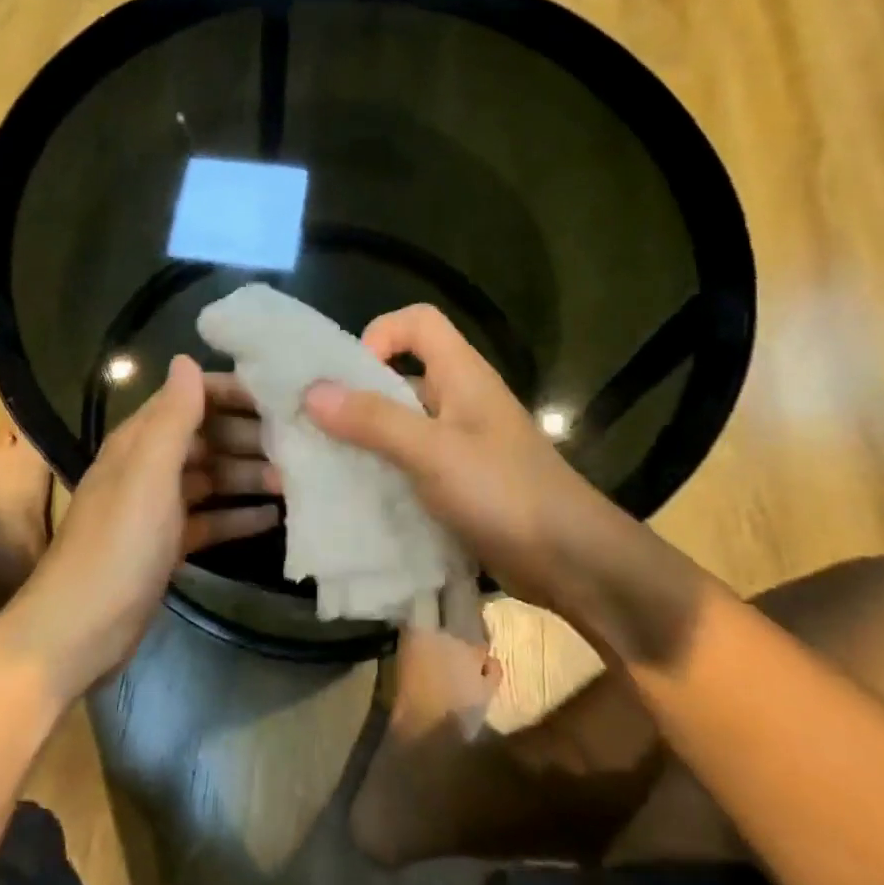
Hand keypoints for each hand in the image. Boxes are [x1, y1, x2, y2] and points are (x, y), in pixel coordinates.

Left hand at [3, 356, 279, 696]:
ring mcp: (157, 507)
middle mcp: (148, 466)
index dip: (232, 392)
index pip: (190, 397)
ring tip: (295, 482)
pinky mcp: (166, 544)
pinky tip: (273, 518)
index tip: (281, 398)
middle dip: (249, 437)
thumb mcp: (149, 474)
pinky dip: (236, 516)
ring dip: (248, 476)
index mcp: (139, 441)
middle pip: (206, 437)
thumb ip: (172, 417)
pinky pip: (209, 518)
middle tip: (299, 446)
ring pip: (211, 478)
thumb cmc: (118, 544)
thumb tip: (186, 359)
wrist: (79, 631)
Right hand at [302, 305, 711, 664]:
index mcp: (461, 375)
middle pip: (398, 376)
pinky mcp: (456, 482)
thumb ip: (374, 420)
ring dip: (360, 442)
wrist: (573, 563)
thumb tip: (312, 391)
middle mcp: (457, 400)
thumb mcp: (434, 452)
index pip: (417, 322)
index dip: (379, 334)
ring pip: (398, 426)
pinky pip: (407, 465)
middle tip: (310, 429)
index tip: (350, 378)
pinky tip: (351, 500)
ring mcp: (458, 444)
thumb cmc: (505, 493)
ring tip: (320, 470)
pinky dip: (379, 475)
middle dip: (353, 398)